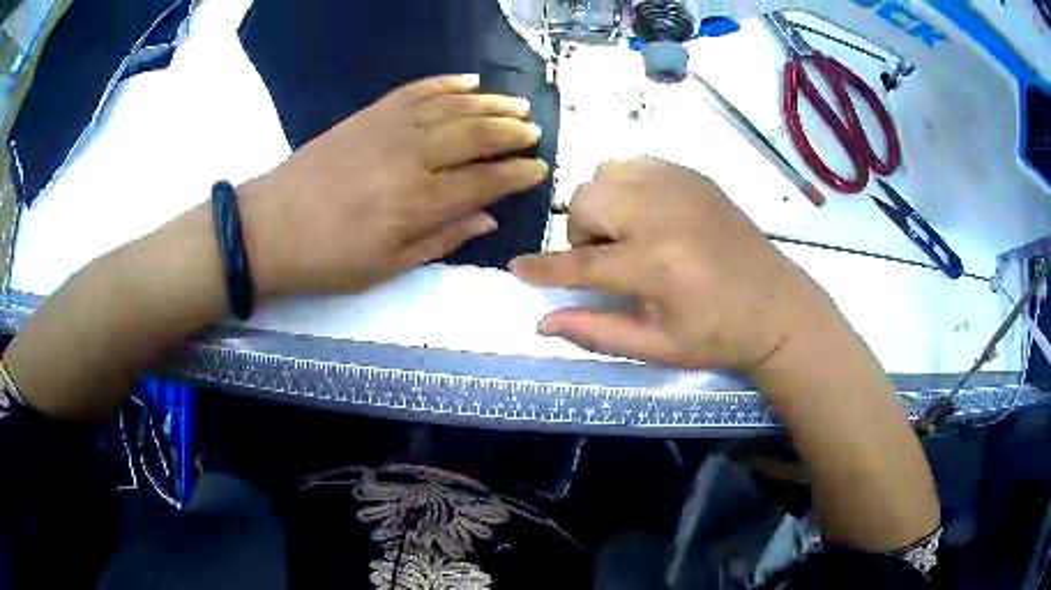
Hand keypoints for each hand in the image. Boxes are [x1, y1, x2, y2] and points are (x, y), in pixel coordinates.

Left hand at [239, 74, 548, 297]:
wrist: (269, 227)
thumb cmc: (327, 258)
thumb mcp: (387, 267)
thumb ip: (442, 239)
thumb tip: (488, 219)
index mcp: (417, 202)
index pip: (484, 180)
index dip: (516, 174)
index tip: (539, 169)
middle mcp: (411, 156)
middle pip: (475, 135)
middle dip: (511, 132)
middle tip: (534, 132)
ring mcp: (389, 127)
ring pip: (453, 107)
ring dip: (490, 103)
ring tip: (517, 105)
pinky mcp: (369, 113)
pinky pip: (417, 89)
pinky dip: (447, 83)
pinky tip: (470, 81)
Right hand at [510, 158, 839, 373]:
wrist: (778, 307)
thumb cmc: (718, 336)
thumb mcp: (657, 348)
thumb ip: (596, 332)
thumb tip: (543, 321)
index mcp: (656, 265)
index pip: (581, 262)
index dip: (543, 267)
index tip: (516, 268)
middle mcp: (663, 214)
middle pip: (587, 200)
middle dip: (580, 232)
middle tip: (605, 260)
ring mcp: (681, 187)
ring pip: (607, 172)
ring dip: (602, 203)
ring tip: (625, 234)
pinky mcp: (695, 177)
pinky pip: (638, 163)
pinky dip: (627, 184)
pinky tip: (646, 213)